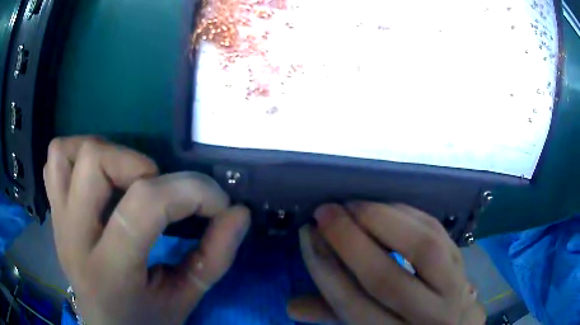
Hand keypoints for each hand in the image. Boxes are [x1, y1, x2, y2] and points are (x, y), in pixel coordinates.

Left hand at [44, 137, 249, 324]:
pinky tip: (96, 179)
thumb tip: (238, 213)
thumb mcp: (185, 300)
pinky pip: (53, 161)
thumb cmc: (146, 322)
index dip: (190, 191)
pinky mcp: (53, 213)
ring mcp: (57, 222)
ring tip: (124, 177)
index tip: (216, 202)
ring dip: (102, 152)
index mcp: (110, 272)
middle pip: (94, 162)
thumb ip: (214, 258)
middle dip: (139, 164)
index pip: (144, 205)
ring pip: (64, 152)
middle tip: (159, 189)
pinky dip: (75, 155)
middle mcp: (74, 239)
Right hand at [289, 203, 484, 324]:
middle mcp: (427, 316)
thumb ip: (334, 315)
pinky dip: (406, 213)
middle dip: (349, 241)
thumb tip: (291, 306)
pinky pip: (436, 230)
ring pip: (422, 249)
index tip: (307, 235)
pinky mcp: (461, 259)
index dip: (324, 269)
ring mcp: (452, 285)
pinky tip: (382, 206)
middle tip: (324, 212)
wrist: (456, 321)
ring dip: (382, 220)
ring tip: (352, 205)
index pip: (352, 305)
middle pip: (387, 280)